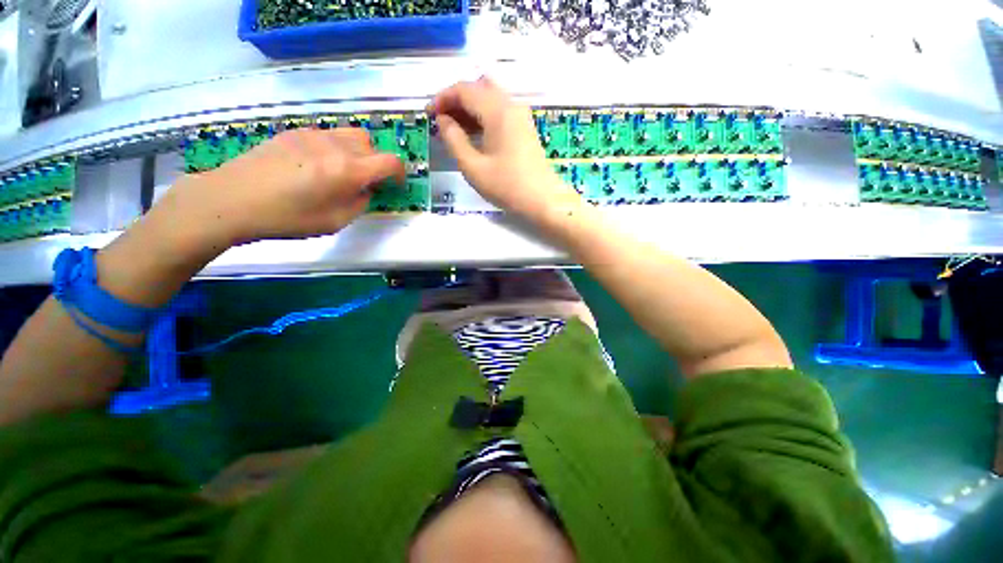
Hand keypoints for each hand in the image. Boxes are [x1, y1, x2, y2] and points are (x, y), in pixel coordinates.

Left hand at [162, 127, 404, 246]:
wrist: (232, 199)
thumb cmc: (287, 218)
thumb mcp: (334, 222)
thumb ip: (359, 203)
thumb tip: (365, 190)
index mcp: (348, 171)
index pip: (390, 162)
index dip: (399, 173)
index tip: (396, 184)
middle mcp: (335, 147)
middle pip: (371, 144)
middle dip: (376, 162)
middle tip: (365, 181)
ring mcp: (313, 135)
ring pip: (350, 135)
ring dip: (357, 152)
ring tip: (342, 172)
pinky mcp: (294, 133)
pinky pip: (328, 135)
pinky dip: (335, 148)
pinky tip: (317, 166)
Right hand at [429, 77, 581, 221]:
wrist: (543, 200)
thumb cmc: (507, 187)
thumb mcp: (473, 167)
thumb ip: (454, 140)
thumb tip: (443, 121)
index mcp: (497, 110)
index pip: (464, 89)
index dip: (442, 98)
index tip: (428, 114)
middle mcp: (511, 105)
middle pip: (478, 88)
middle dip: (456, 100)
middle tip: (441, 121)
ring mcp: (521, 116)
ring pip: (490, 98)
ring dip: (470, 108)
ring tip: (454, 130)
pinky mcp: (525, 128)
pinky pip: (500, 111)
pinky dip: (483, 117)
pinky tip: (474, 135)